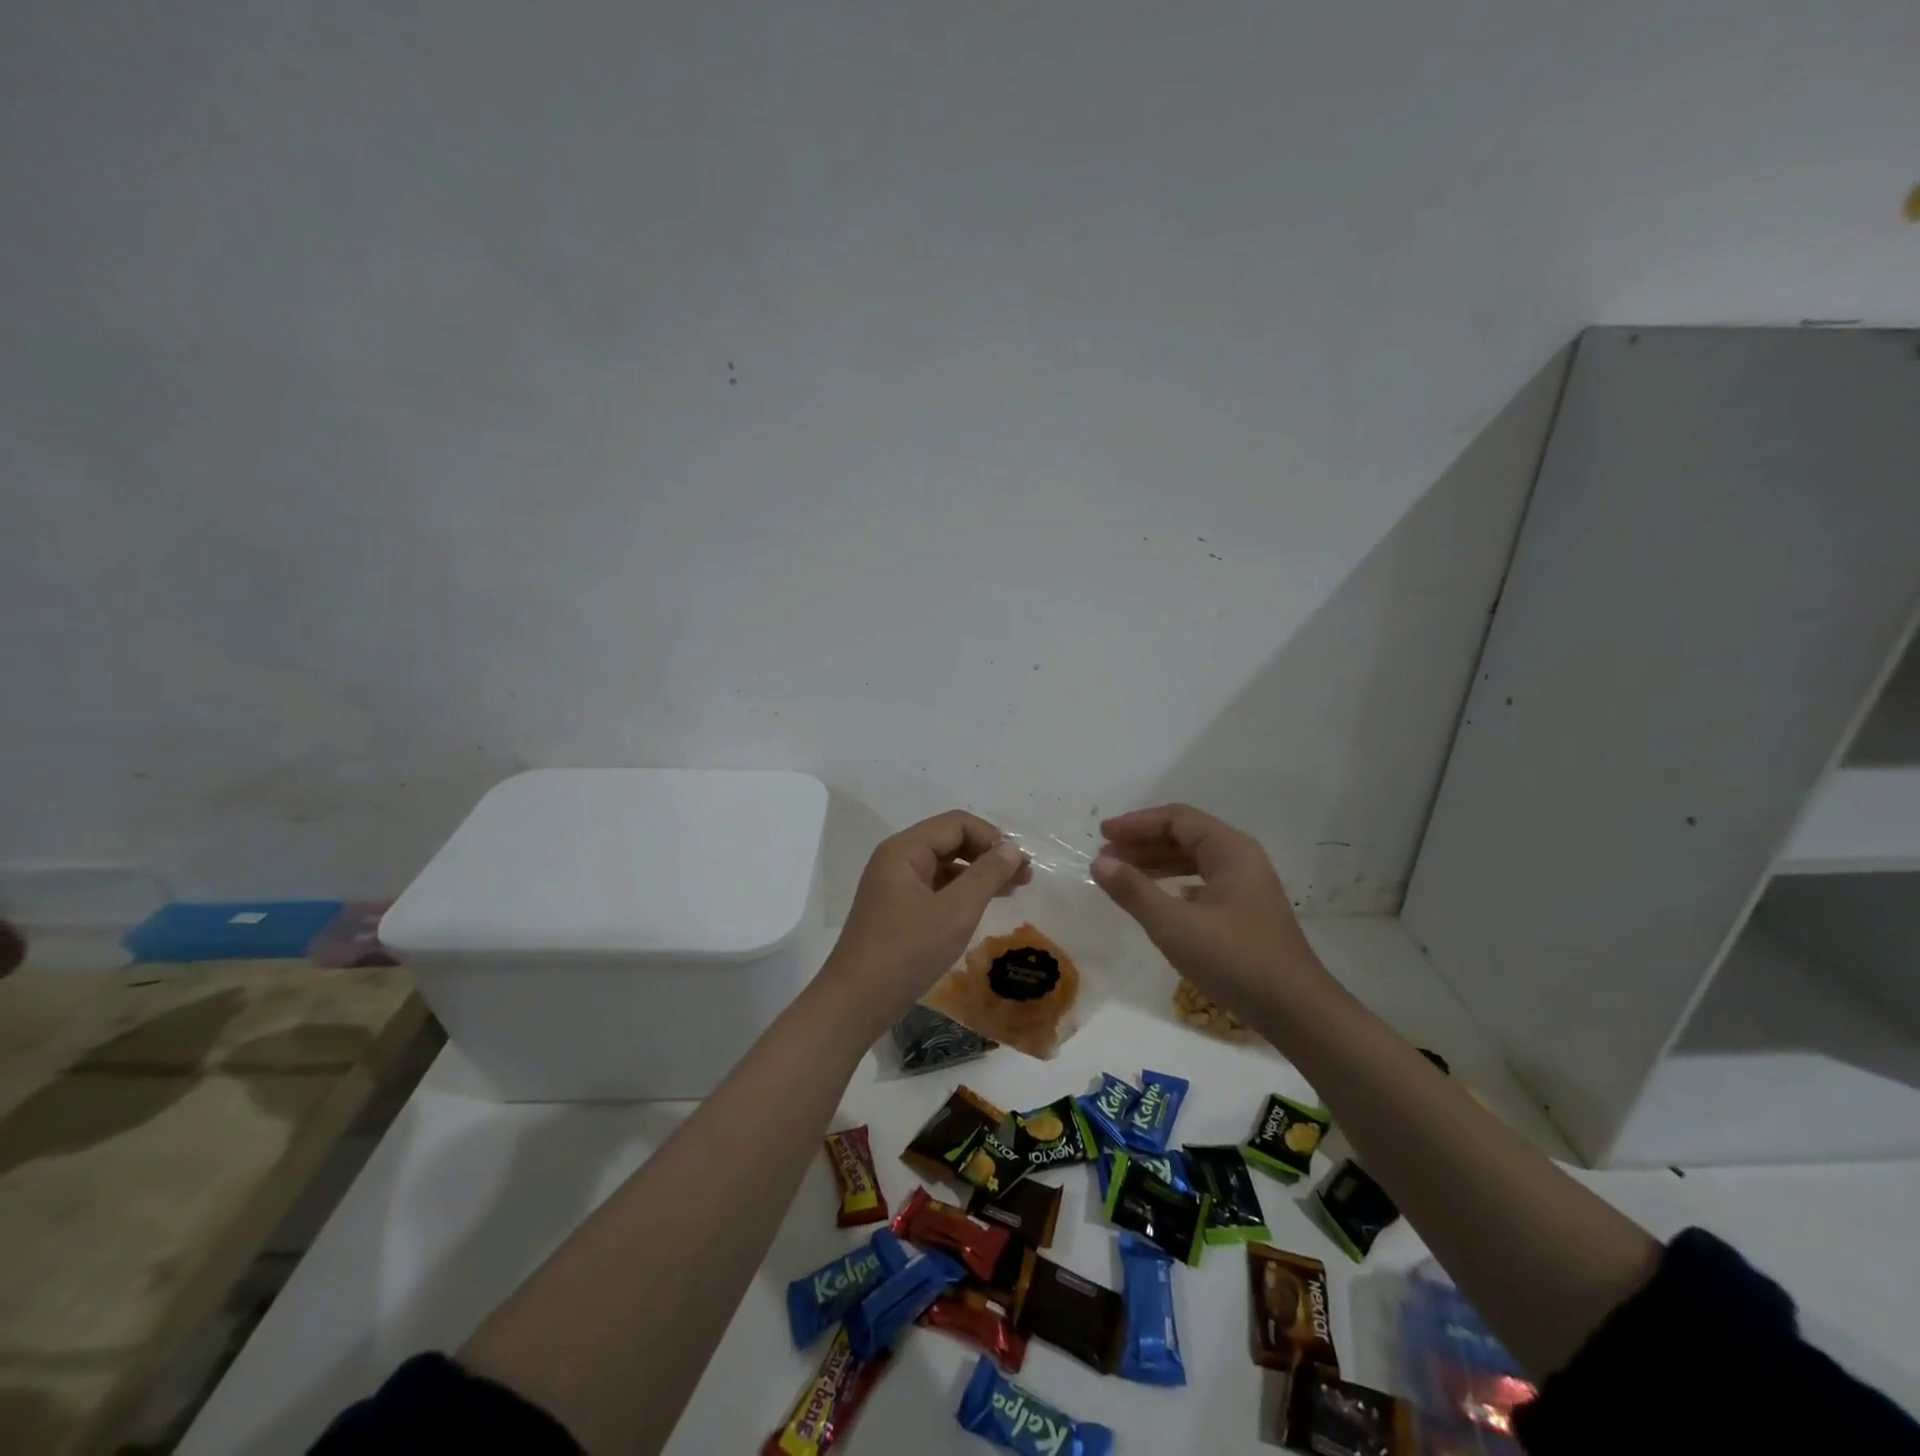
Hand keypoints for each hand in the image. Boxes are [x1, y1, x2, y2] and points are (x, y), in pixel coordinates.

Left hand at [824, 810, 1030, 1021]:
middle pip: (950, 840)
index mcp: (905, 850)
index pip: (957, 824)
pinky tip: (982, 908)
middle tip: (1024, 877)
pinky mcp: (897, 909)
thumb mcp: (955, 912)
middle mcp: (897, 859)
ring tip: (1012, 890)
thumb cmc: (906, 952)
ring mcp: (895, 885)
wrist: (856, 1002)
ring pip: (945, 865)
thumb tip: (1011, 847)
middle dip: (988, 854)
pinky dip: (962, 892)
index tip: (1020, 864)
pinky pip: (936, 888)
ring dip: (978, 873)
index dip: (992, 837)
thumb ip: (986, 875)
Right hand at [1091, 804, 1329, 1019]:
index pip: (1176, 819)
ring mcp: (1246, 886)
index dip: (1136, 824)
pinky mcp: (1246, 912)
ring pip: (1193, 860)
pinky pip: (1202, 883)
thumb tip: (1099, 862)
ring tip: (1122, 875)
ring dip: (1156, 863)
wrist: (1296, 1010)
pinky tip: (1157, 899)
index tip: (1102, 835)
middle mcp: (1241, 859)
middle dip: (1143, 842)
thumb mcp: (1173, 924)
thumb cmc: (1234, 959)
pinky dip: (1174, 883)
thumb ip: (1133, 890)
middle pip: (1185, 835)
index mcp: (1229, 849)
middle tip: (1106, 856)